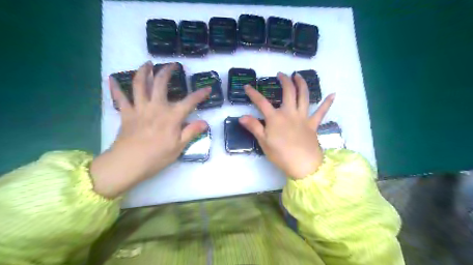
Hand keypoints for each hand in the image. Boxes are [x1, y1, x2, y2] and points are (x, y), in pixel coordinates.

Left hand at [90, 61, 210, 197]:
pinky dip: (115, 88)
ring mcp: (139, 108)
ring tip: (147, 64)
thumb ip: (191, 132)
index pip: (190, 102)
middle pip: (160, 84)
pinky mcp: (126, 114)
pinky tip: (112, 78)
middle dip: (167, 71)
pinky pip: (119, 98)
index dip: (200, 95)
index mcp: (171, 117)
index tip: (207, 89)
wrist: (128, 163)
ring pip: (139, 84)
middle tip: (172, 65)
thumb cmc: (157, 157)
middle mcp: (156, 107)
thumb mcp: (179, 147)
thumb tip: (205, 122)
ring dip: (143, 71)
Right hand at [238, 72, 333, 179]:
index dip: (253, 93)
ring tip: (298, 76)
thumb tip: (242, 117)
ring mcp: (303, 117)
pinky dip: (327, 103)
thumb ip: (254, 127)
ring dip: (302, 84)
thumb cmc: (281, 155)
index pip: (261, 102)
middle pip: (288, 92)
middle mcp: (290, 113)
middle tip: (281, 74)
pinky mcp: (313, 124)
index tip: (247, 86)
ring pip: (304, 96)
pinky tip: (333, 94)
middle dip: (284, 81)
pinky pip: (321, 112)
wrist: (303, 165)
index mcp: (275, 118)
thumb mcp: (264, 142)